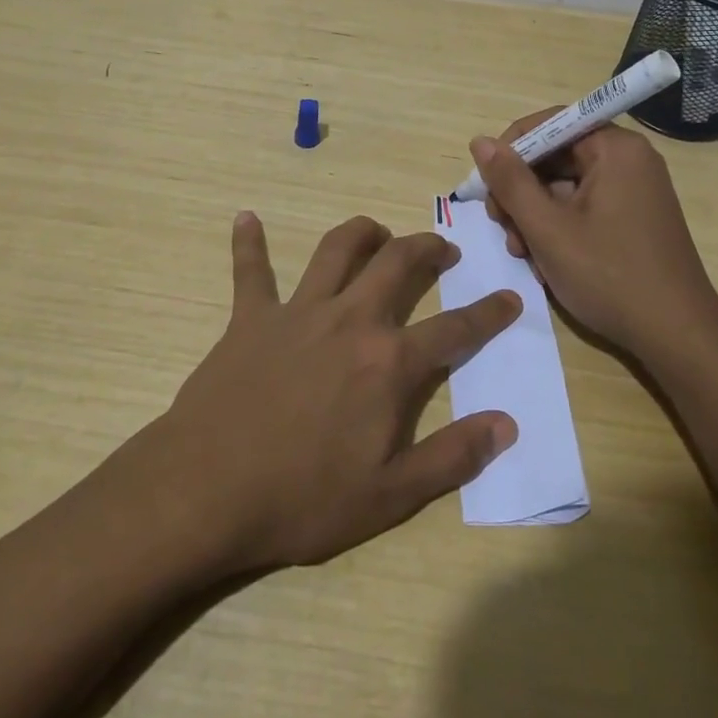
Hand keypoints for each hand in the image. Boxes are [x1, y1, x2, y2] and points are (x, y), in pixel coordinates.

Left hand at [159, 212, 519, 571]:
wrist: (207, 492)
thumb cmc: (303, 500)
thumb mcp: (390, 495)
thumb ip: (453, 457)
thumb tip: (506, 424)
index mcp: (388, 363)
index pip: (454, 330)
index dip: (489, 313)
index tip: (510, 297)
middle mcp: (349, 320)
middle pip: (397, 265)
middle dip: (426, 248)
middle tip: (441, 248)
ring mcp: (297, 313)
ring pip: (336, 250)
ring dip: (361, 233)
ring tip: (377, 232)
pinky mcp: (250, 317)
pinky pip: (250, 271)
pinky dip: (249, 243)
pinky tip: (245, 218)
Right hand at [472, 113, 717, 361]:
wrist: (677, 336)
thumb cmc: (609, 276)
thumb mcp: (547, 228)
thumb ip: (510, 181)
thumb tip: (479, 142)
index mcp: (615, 149)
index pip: (549, 124)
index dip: (511, 150)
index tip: (487, 186)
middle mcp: (628, 159)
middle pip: (555, 156)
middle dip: (521, 190)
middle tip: (502, 227)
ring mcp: (634, 189)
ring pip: (565, 185)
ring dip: (534, 214)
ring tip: (522, 252)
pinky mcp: (633, 216)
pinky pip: (584, 206)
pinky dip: (558, 226)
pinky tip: (545, 260)